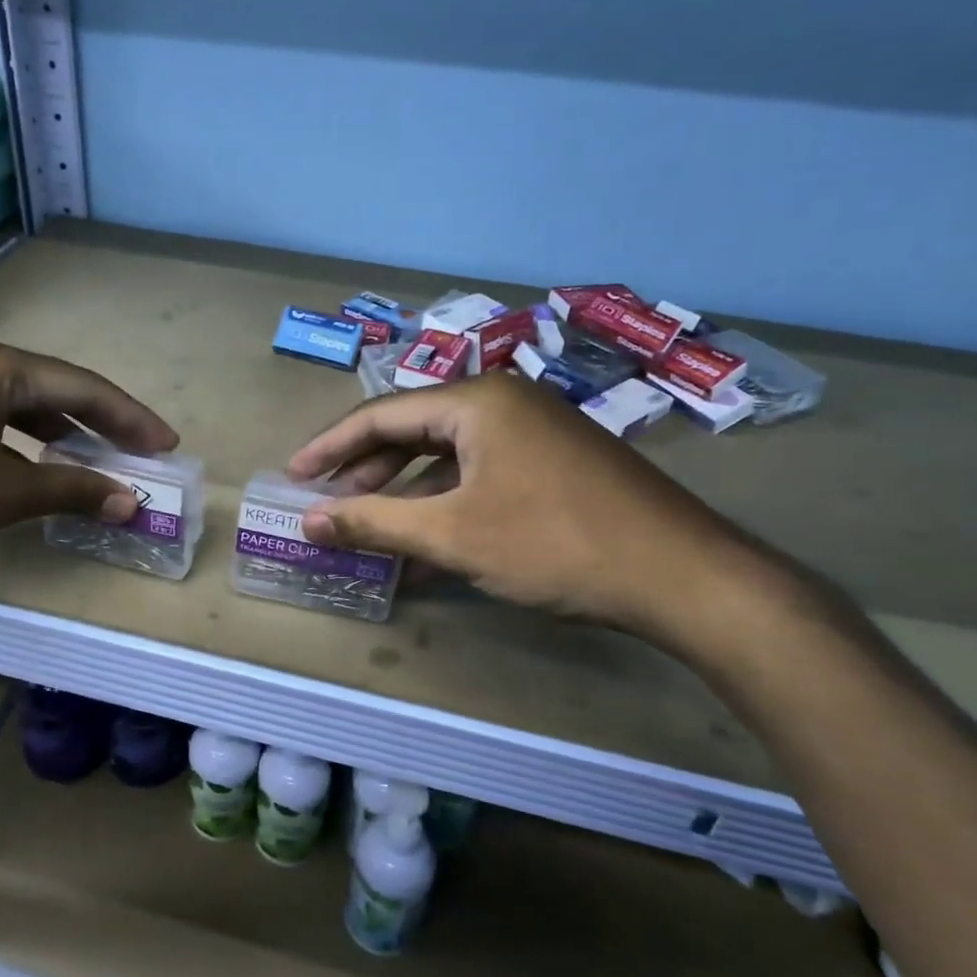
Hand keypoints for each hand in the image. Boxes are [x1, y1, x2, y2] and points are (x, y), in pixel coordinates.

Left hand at [0, 336, 176, 587]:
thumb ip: (71, 490)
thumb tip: (130, 501)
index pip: (83, 387)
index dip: (131, 419)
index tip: (167, 445)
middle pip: (51, 388)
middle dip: (98, 425)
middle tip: (137, 454)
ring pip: (13, 404)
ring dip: (56, 434)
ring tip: (88, 464)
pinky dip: (14, 441)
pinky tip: (23, 467)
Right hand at [286, 373, 757, 640]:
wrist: (682, 576)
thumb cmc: (554, 543)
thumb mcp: (453, 535)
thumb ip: (375, 522)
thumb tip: (310, 521)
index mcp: (476, 401)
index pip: (381, 414)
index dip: (330, 447)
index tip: (294, 476)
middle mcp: (503, 401)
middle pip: (414, 430)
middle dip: (366, 470)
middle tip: (327, 502)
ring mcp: (535, 431)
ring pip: (448, 456)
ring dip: (405, 491)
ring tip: (368, 524)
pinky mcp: (555, 462)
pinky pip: (481, 474)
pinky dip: (447, 503)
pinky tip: (425, 542)